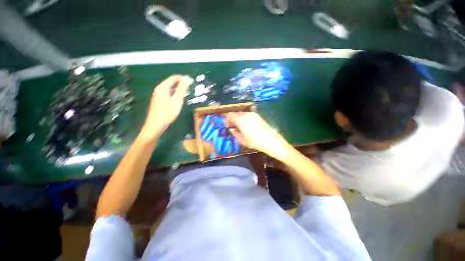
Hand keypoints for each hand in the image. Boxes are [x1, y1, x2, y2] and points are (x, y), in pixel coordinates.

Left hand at [141, 75, 192, 138]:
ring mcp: (157, 94)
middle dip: (180, 82)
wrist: (156, 124)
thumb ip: (182, 89)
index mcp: (163, 87)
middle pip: (171, 82)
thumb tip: (187, 79)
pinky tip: (178, 97)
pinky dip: (174, 92)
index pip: (174, 78)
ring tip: (186, 91)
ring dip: (178, 87)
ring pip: (169, 87)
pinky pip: (167, 92)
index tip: (191, 80)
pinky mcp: (158, 100)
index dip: (183, 78)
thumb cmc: (167, 112)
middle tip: (190, 86)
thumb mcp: (177, 100)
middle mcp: (159, 89)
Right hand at [225, 112, 289, 159]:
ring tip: (241, 127)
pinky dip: (245, 119)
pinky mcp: (258, 116)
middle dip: (233, 119)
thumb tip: (231, 129)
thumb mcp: (241, 140)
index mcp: (240, 120)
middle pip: (236, 114)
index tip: (227, 125)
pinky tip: (248, 126)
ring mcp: (253, 114)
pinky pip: (248, 115)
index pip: (230, 115)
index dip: (227, 120)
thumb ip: (234, 133)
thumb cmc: (254, 141)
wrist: (270, 140)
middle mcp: (246, 114)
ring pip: (242, 114)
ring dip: (239, 119)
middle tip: (234, 127)